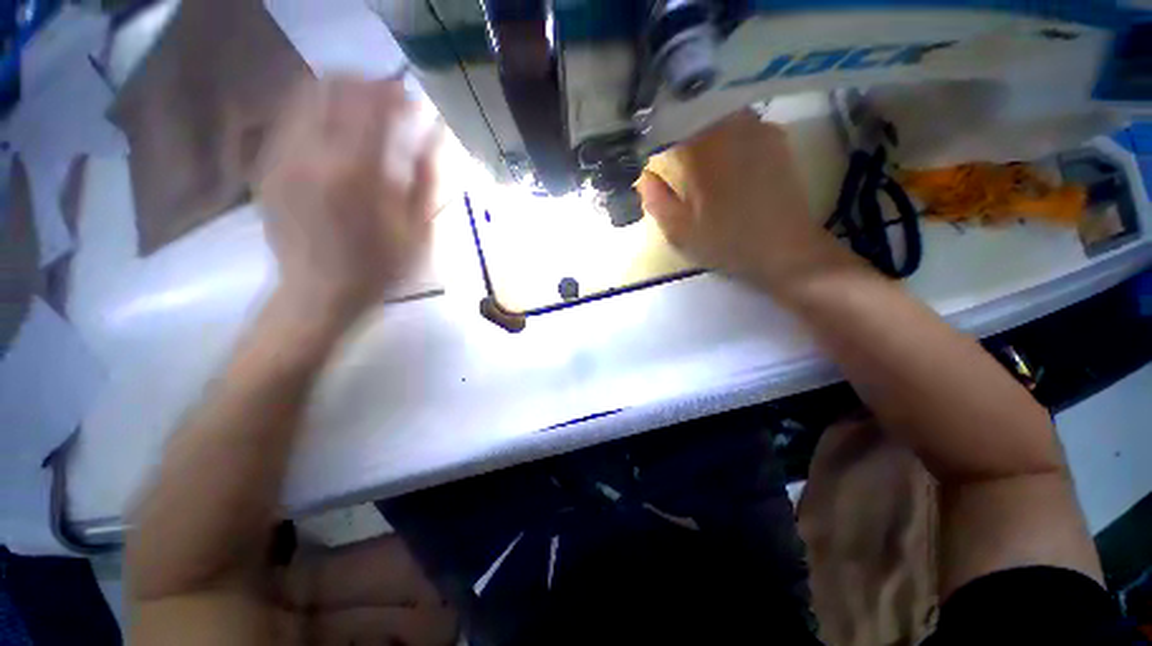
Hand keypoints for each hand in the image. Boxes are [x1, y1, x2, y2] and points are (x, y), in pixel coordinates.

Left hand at [256, 77, 437, 324]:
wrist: (318, 296)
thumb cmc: (379, 269)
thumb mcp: (417, 231)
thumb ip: (426, 177)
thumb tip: (435, 133)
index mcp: (357, 172)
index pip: (373, 103)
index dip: (395, 92)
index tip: (412, 99)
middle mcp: (312, 153)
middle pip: (334, 86)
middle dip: (365, 84)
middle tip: (389, 102)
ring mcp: (283, 158)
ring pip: (307, 95)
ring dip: (340, 94)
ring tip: (364, 114)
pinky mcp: (268, 168)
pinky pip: (291, 120)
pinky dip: (318, 114)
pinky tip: (337, 136)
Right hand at [637, 110, 849, 292]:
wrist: (786, 250)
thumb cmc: (727, 242)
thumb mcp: (680, 231)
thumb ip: (656, 200)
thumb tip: (644, 176)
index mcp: (705, 150)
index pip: (672, 124)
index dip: (658, 135)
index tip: (650, 151)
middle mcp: (733, 128)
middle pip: (698, 113)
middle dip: (681, 127)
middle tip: (671, 152)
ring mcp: (760, 130)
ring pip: (721, 115)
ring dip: (704, 129)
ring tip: (696, 155)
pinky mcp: (777, 140)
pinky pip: (743, 125)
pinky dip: (727, 134)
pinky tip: (724, 158)